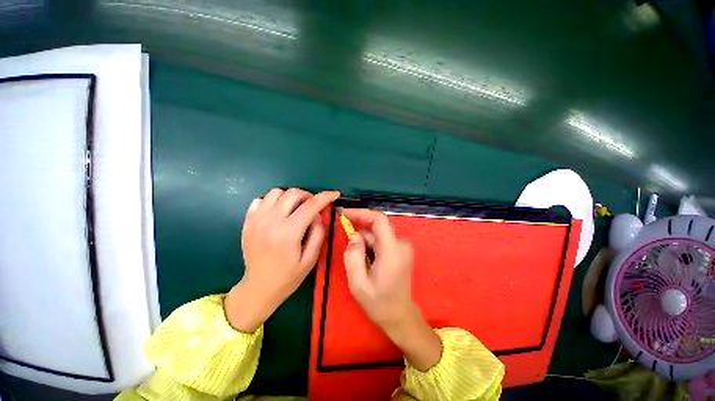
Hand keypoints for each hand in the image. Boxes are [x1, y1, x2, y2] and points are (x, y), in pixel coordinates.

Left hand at [225, 188, 339, 332]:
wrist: (258, 287)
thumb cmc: (288, 276)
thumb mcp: (311, 258)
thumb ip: (318, 233)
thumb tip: (318, 214)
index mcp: (288, 233)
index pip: (310, 205)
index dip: (325, 197)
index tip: (334, 194)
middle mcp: (270, 221)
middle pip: (292, 193)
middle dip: (308, 195)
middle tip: (313, 206)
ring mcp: (256, 220)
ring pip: (276, 192)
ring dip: (290, 197)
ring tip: (296, 208)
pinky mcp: (248, 221)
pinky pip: (261, 199)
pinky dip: (273, 201)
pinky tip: (278, 212)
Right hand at [342, 209, 441, 370]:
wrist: (399, 315)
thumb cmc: (378, 303)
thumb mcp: (357, 284)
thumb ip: (353, 256)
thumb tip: (354, 236)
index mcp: (392, 251)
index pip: (379, 220)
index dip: (361, 213)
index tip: (344, 214)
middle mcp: (401, 244)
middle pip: (374, 230)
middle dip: (359, 239)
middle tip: (352, 257)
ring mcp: (402, 246)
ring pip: (376, 236)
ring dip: (365, 246)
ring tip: (363, 267)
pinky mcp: (401, 249)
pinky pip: (381, 241)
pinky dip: (371, 248)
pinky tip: (370, 265)